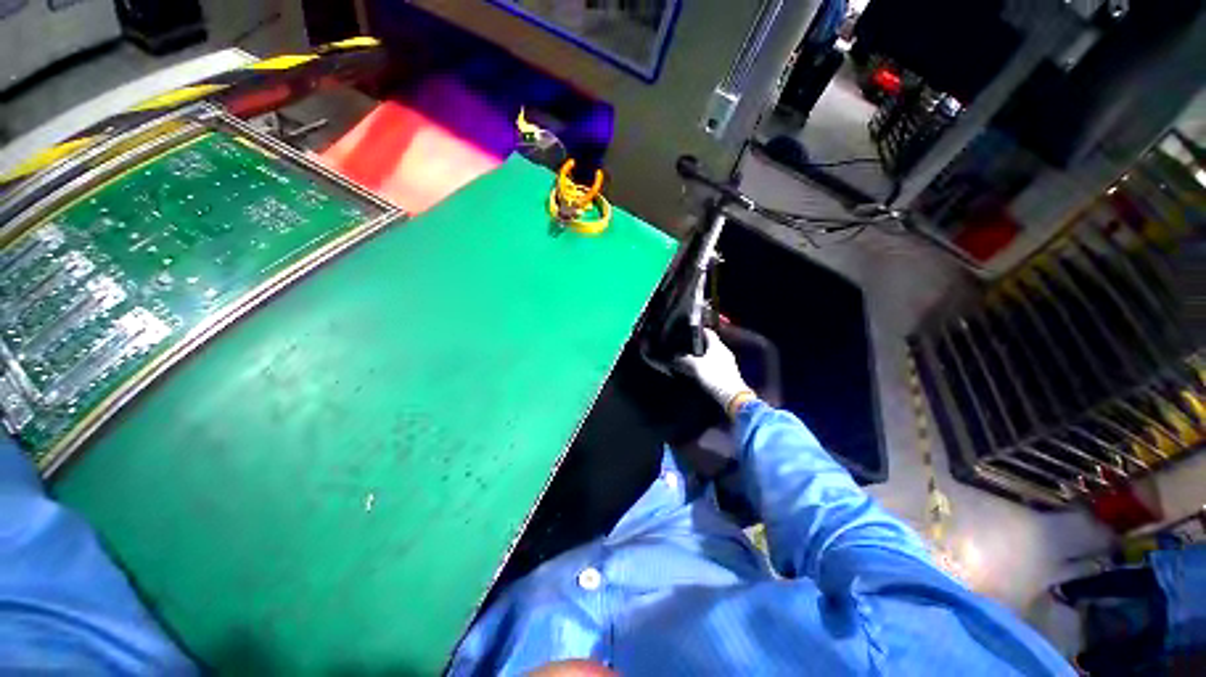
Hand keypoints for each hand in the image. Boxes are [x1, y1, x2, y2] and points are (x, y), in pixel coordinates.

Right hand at [674, 328, 755, 416]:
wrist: (732, 396)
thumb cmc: (714, 376)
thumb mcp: (696, 366)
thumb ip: (685, 359)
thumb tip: (675, 356)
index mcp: (718, 345)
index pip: (709, 332)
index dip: (699, 331)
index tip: (689, 332)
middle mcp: (724, 351)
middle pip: (710, 344)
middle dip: (698, 346)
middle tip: (686, 348)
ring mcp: (728, 362)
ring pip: (712, 355)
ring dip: (702, 357)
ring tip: (690, 361)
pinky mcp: (728, 373)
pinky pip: (715, 364)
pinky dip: (707, 365)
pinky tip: (700, 371)